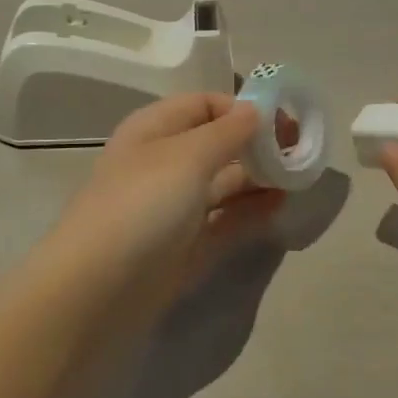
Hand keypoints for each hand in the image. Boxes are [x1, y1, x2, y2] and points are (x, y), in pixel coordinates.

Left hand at [46, 93, 283, 319]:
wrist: (96, 292)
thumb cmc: (141, 206)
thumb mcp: (187, 157)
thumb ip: (228, 132)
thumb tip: (256, 110)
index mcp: (154, 131)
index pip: (204, 105)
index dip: (243, 109)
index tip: (284, 122)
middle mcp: (163, 164)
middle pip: (217, 144)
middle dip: (257, 144)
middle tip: (301, 152)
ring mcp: (173, 208)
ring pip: (223, 183)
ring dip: (259, 177)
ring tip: (298, 178)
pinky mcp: (184, 247)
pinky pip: (224, 220)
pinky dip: (251, 211)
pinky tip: (280, 206)